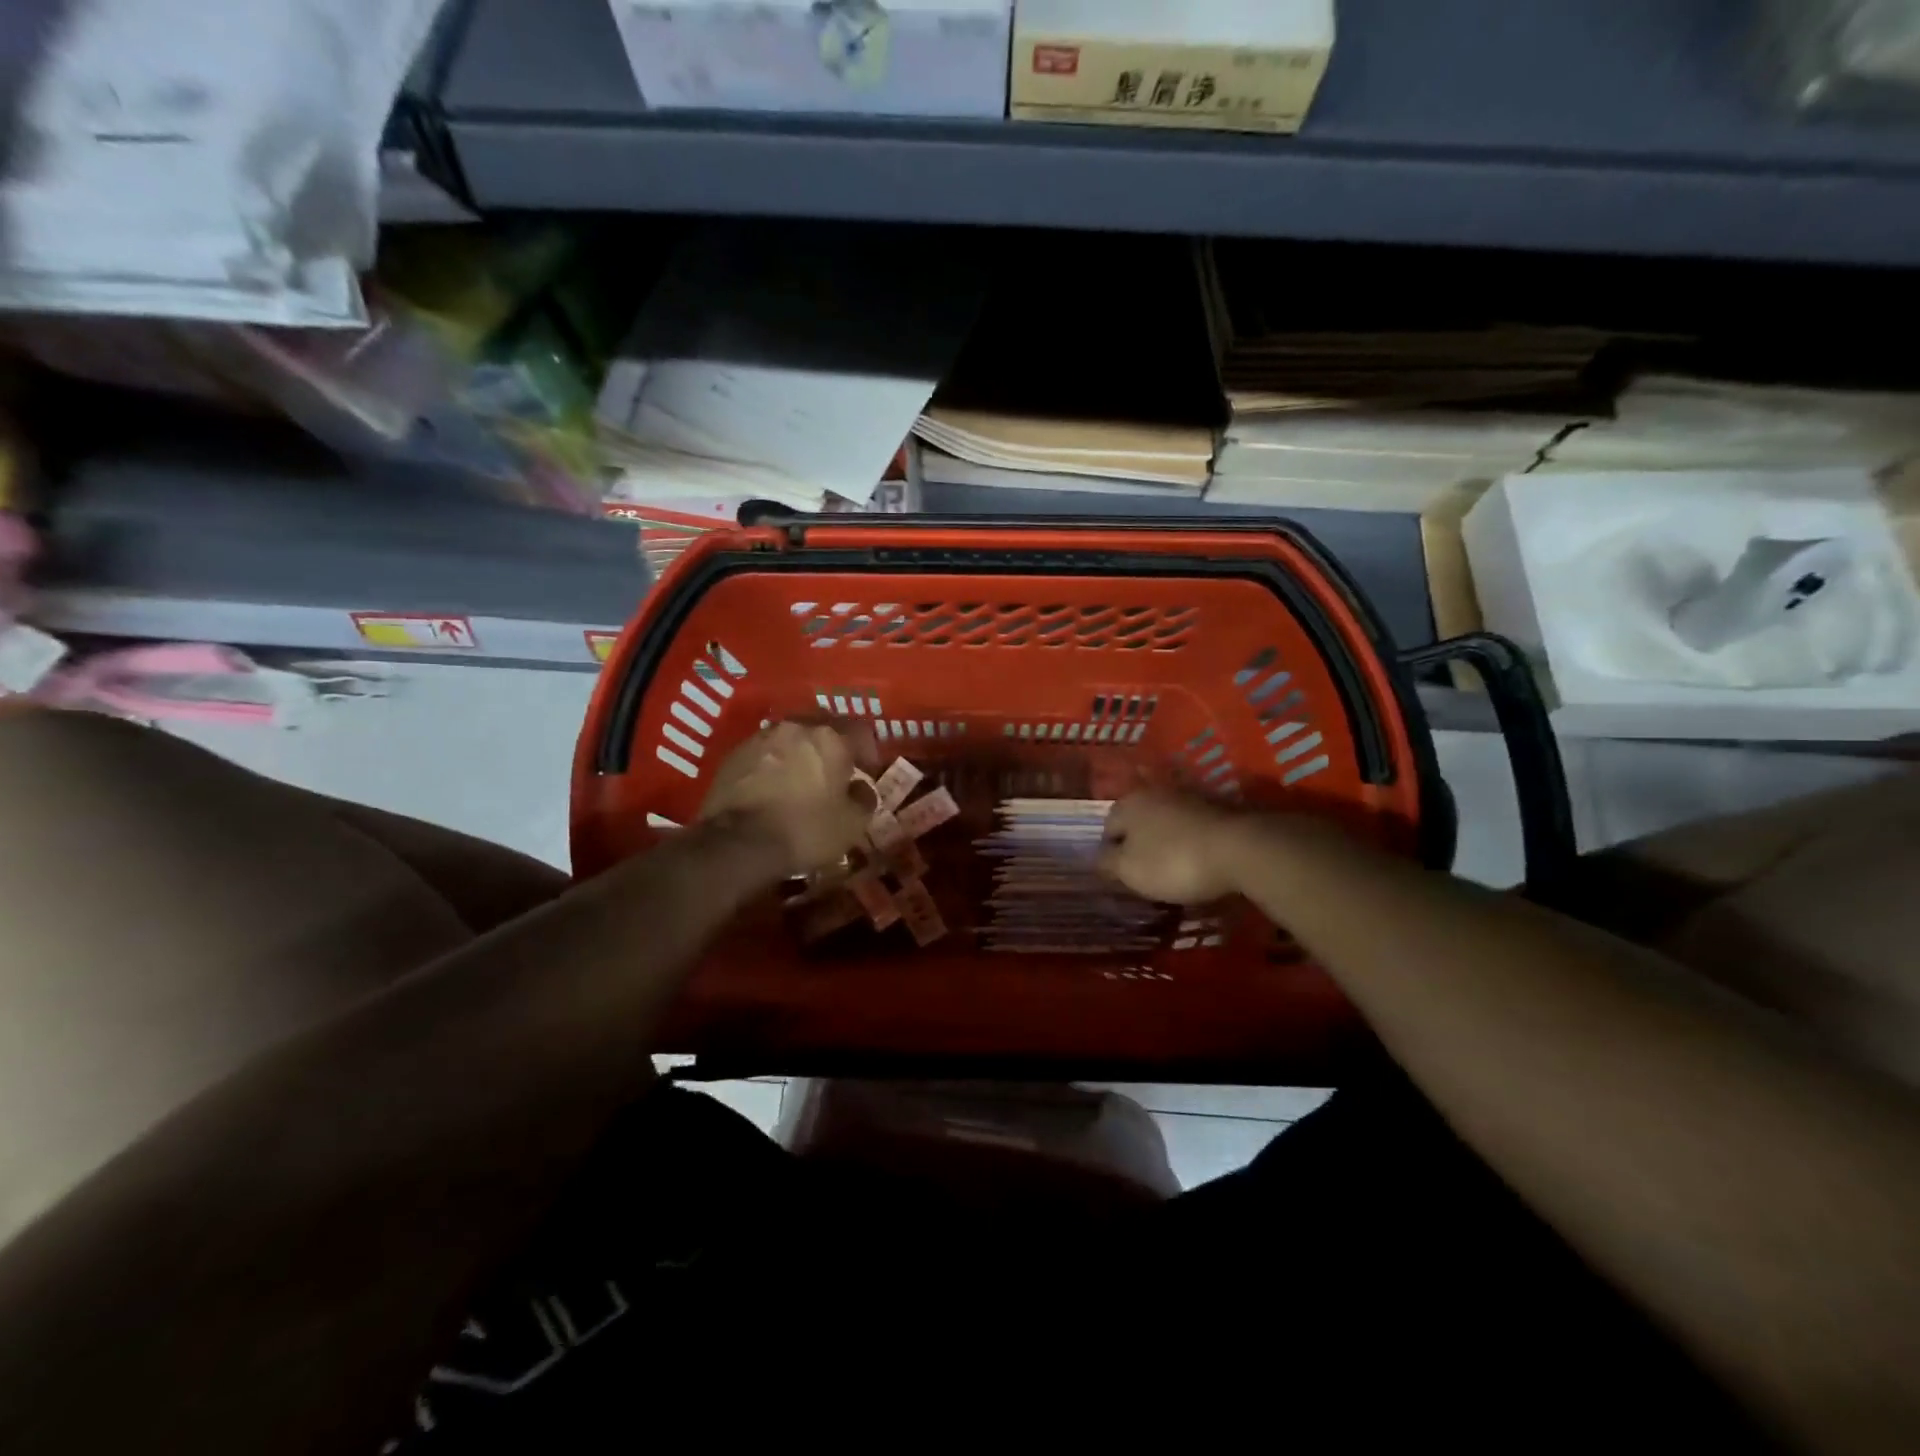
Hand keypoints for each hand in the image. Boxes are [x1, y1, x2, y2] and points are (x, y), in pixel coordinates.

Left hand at [699, 721, 873, 875]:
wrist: (739, 844)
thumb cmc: (806, 830)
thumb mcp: (852, 823)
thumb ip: (864, 798)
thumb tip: (860, 788)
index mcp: (831, 738)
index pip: (860, 730)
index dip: (868, 751)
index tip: (867, 771)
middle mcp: (796, 727)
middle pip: (822, 728)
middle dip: (832, 747)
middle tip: (834, 772)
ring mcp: (761, 738)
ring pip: (790, 739)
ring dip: (799, 754)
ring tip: (800, 780)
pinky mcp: (735, 754)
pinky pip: (764, 753)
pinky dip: (773, 765)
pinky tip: (772, 788)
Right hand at [1098, 789, 1242, 904]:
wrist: (1240, 849)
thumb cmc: (1174, 861)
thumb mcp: (1130, 870)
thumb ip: (1107, 863)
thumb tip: (1096, 858)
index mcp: (1128, 804)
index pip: (1107, 828)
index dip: (1110, 854)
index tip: (1121, 877)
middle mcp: (1155, 792)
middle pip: (1138, 822)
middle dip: (1139, 844)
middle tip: (1145, 873)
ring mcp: (1189, 797)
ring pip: (1167, 823)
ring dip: (1166, 842)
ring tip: (1174, 870)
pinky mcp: (1218, 808)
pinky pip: (1193, 828)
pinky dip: (1191, 842)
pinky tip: (1198, 861)